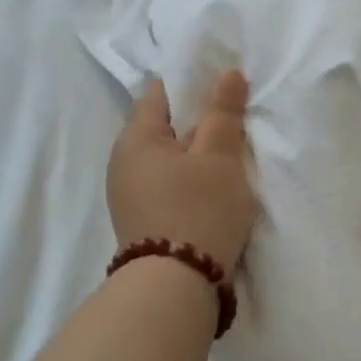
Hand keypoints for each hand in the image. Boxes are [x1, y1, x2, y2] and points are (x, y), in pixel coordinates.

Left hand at [108, 70, 258, 273]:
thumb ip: (223, 113)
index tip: (225, 88)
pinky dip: (191, 182)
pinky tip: (215, 192)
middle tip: (237, 125)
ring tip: (231, 160)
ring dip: (197, 157)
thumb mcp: (219, 156)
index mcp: (135, 139)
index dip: (193, 84)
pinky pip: (168, 187)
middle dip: (199, 124)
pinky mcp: (143, 223)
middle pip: (165, 129)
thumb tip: (228, 73)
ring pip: (169, 161)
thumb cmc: (199, 209)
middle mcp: (123, 164)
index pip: (161, 94)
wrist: (176, 287)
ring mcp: (129, 197)